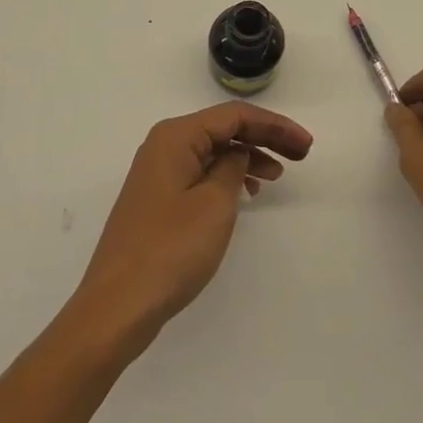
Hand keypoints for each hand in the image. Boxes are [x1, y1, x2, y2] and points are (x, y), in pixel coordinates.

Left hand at [71, 103, 312, 354]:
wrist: (116, 307)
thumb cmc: (170, 250)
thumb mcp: (214, 204)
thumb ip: (233, 168)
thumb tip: (237, 154)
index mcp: (176, 136)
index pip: (234, 116)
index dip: (274, 126)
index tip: (305, 145)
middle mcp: (165, 145)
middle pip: (224, 128)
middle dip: (264, 138)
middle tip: (301, 154)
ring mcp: (158, 173)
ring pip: (213, 151)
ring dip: (247, 158)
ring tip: (277, 176)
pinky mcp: (158, 199)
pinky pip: (201, 172)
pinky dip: (227, 177)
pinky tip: (246, 194)